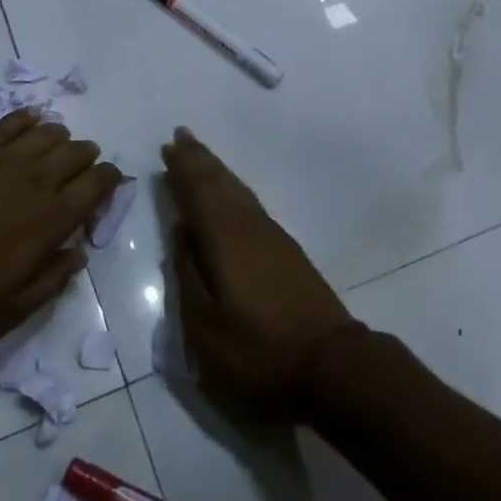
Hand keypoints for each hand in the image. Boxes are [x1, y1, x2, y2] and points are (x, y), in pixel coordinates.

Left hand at [0, 109, 120, 342]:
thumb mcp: (8, 311)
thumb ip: (52, 282)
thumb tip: (80, 255)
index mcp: (52, 219)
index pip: (98, 184)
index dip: (109, 180)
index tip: (106, 186)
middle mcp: (37, 179)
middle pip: (77, 152)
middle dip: (86, 158)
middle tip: (80, 170)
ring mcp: (4, 157)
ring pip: (49, 132)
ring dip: (60, 138)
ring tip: (54, 149)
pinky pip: (12, 121)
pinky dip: (27, 119)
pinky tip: (29, 121)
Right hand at [162, 128, 358, 420]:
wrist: (331, 365)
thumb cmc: (259, 352)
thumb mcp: (206, 327)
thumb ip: (188, 275)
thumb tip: (180, 232)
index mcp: (226, 240)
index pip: (198, 194)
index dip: (182, 169)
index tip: (168, 145)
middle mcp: (250, 228)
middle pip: (221, 184)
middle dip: (200, 160)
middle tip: (181, 136)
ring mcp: (273, 237)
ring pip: (239, 192)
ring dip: (217, 171)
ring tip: (200, 156)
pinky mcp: (287, 252)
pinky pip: (251, 205)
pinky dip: (234, 191)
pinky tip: (231, 196)